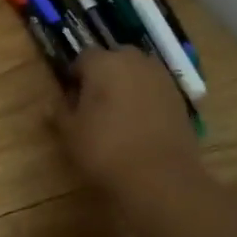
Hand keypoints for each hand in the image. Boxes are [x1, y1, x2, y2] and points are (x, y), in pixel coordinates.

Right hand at [54, 47, 202, 200]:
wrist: (161, 178)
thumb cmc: (105, 149)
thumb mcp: (70, 132)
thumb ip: (60, 112)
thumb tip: (54, 103)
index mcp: (103, 63)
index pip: (83, 57)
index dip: (75, 75)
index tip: (71, 97)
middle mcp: (135, 62)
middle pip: (115, 58)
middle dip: (105, 74)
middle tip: (94, 101)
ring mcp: (162, 80)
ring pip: (139, 73)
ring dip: (128, 84)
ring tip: (118, 113)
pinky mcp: (182, 100)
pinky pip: (156, 91)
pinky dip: (147, 100)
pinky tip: (140, 124)